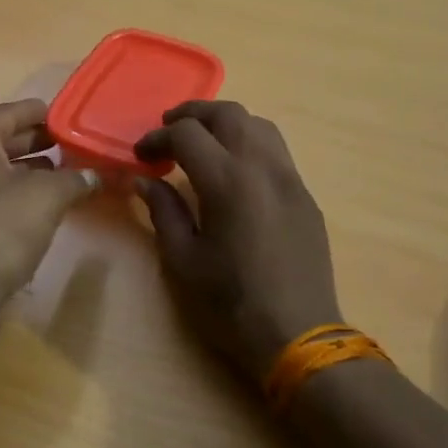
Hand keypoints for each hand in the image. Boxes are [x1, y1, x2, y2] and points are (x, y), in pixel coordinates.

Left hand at [0, 100, 100, 305]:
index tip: (64, 116)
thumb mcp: (47, 197)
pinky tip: (37, 210)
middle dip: (35, 143)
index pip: (8, 113)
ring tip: (61, 177)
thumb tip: (95, 175)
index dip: (39, 112)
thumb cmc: (0, 229)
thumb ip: (74, 178)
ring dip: (25, 172)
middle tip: (68, 146)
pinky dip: (11, 195)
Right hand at [135, 101, 343, 387]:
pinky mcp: (305, 196)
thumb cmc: (230, 302)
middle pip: (229, 114)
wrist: (298, 334)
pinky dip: (249, 143)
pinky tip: (234, 171)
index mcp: (228, 181)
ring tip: (202, 143)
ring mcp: (291, 179)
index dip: (158, 138)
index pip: (188, 134)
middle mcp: (263, 167)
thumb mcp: (183, 260)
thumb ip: (163, 211)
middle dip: (193, 114)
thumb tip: (144, 180)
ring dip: (226, 123)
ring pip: (260, 125)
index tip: (141, 156)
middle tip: (168, 131)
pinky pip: (277, 151)